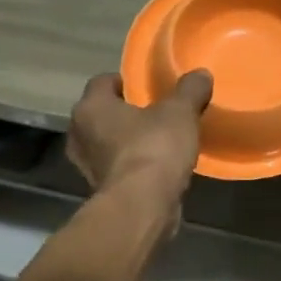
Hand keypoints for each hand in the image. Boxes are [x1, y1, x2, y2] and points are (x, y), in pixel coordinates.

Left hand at [67, 70, 212, 213]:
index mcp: (91, 107)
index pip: (103, 82)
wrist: (143, 207)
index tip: (148, 86)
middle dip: (125, 112)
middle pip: (102, 114)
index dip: (125, 81)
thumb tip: (201, 74)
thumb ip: (190, 90)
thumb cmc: (154, 148)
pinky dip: (132, 165)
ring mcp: (87, 166)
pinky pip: (117, 168)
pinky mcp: (101, 190)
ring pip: (107, 143)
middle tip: (155, 112)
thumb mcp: (180, 112)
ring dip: (128, 141)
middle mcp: (80, 134)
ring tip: (159, 139)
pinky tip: (157, 166)